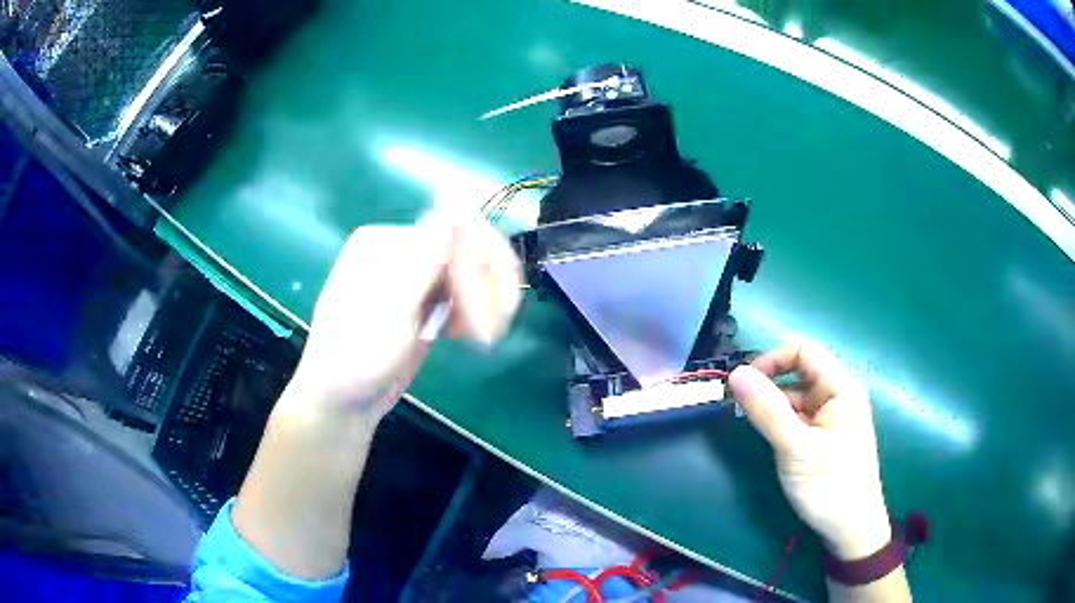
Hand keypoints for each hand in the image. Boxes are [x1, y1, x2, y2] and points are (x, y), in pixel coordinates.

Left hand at [278, 213, 522, 429]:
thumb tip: (456, 203)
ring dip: (482, 302)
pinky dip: (471, 314)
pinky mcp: (421, 304)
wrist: (342, 402)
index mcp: (385, 243)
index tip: (496, 307)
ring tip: (484, 336)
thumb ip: (425, 257)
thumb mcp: (391, 308)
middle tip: (496, 326)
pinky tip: (469, 335)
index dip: (480, 265)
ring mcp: (411, 279)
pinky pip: (459, 295)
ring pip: (466, 274)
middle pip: (462, 251)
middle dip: (484, 287)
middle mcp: (400, 253)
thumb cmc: (358, 356)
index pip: (451, 233)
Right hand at [728, 342, 891, 560]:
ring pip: (796, 398)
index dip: (771, 360)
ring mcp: (832, 417)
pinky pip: (799, 418)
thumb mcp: (795, 448)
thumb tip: (735, 373)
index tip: (743, 385)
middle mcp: (838, 396)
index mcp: (840, 388)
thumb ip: (767, 410)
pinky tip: (770, 441)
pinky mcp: (825, 437)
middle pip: (799, 373)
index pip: (803, 351)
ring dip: (773, 407)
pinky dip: (781, 424)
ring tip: (752, 429)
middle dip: (769, 386)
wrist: (851, 530)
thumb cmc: (829, 486)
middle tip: (740, 410)